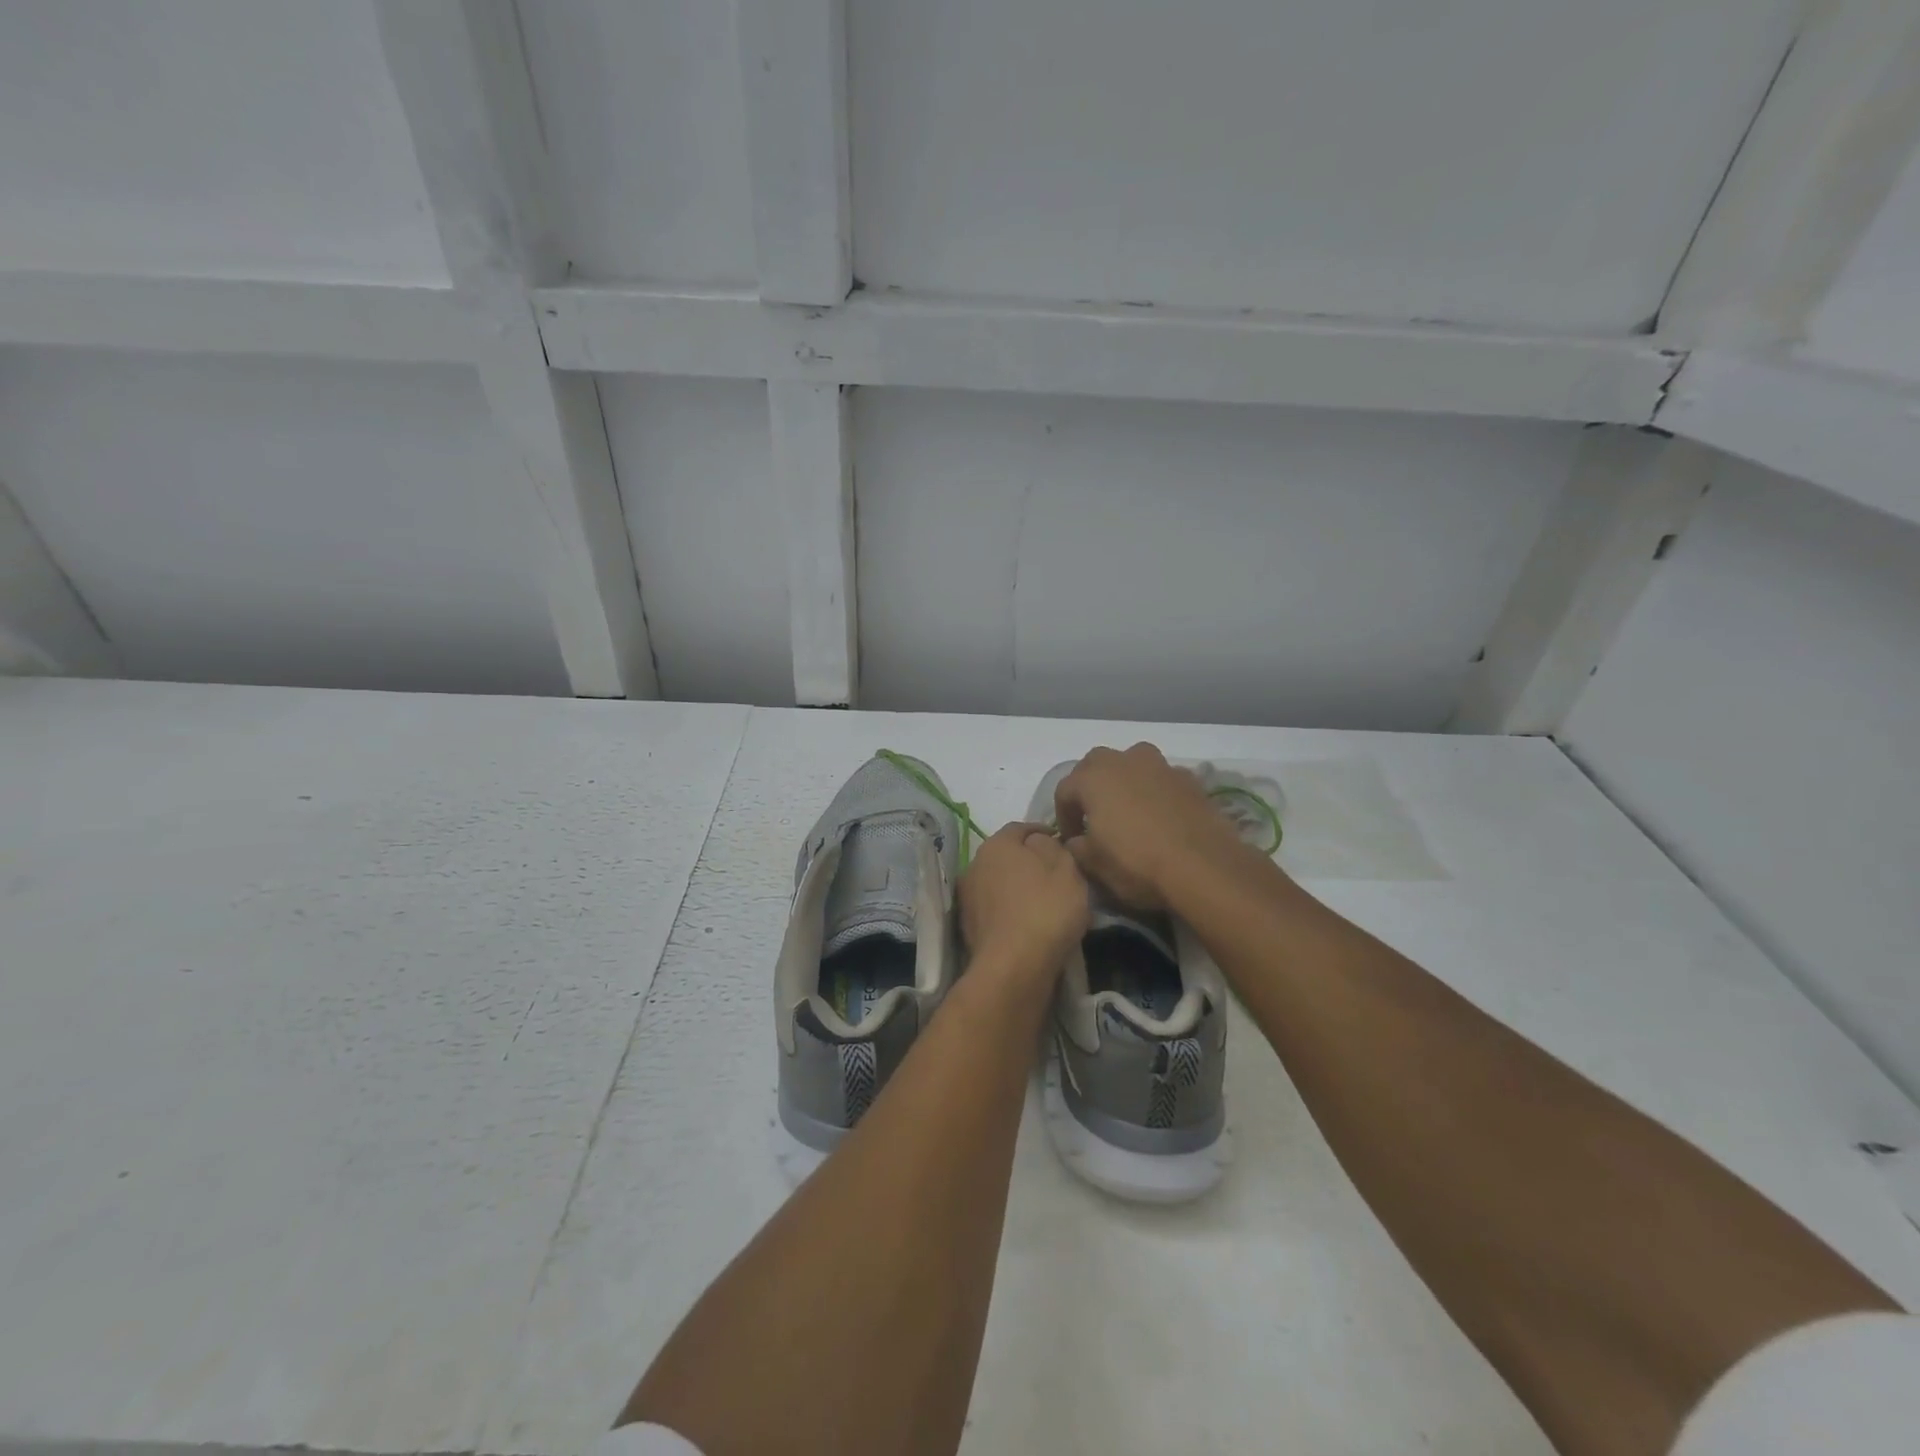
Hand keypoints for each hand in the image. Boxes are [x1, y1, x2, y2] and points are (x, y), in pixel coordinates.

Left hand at [957, 822, 1088, 978]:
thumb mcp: (1066, 869)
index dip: (1043, 832)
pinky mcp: (969, 926)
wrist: (1014, 966)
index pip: (1021, 828)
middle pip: (1007, 856)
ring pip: (1000, 884)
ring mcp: (968, 897)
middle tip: (1056, 874)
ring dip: (1019, 888)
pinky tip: (1031, 924)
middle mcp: (976, 864)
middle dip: (1030, 861)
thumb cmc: (1046, 909)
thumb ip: (1054, 847)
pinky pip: (996, 909)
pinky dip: (1011, 911)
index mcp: (997, 844)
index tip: (1062, 842)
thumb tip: (1040, 842)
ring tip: (1046, 902)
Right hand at [1054, 743, 1246, 908]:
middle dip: (1090, 786)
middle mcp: (1124, 761)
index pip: (1065, 791)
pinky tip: (1162, 816)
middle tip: (1094, 815)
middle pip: (1096, 764)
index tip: (1072, 840)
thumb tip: (1076, 841)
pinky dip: (1156, 791)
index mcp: (1093, 778)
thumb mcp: (1095, 865)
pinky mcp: (1190, 779)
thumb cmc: (1137, 863)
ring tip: (1129, 808)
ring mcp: (1160, 766)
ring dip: (1125, 780)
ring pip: (1132, 762)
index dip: (1064, 816)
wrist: (1203, 866)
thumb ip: (1078, 848)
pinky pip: (1162, 779)